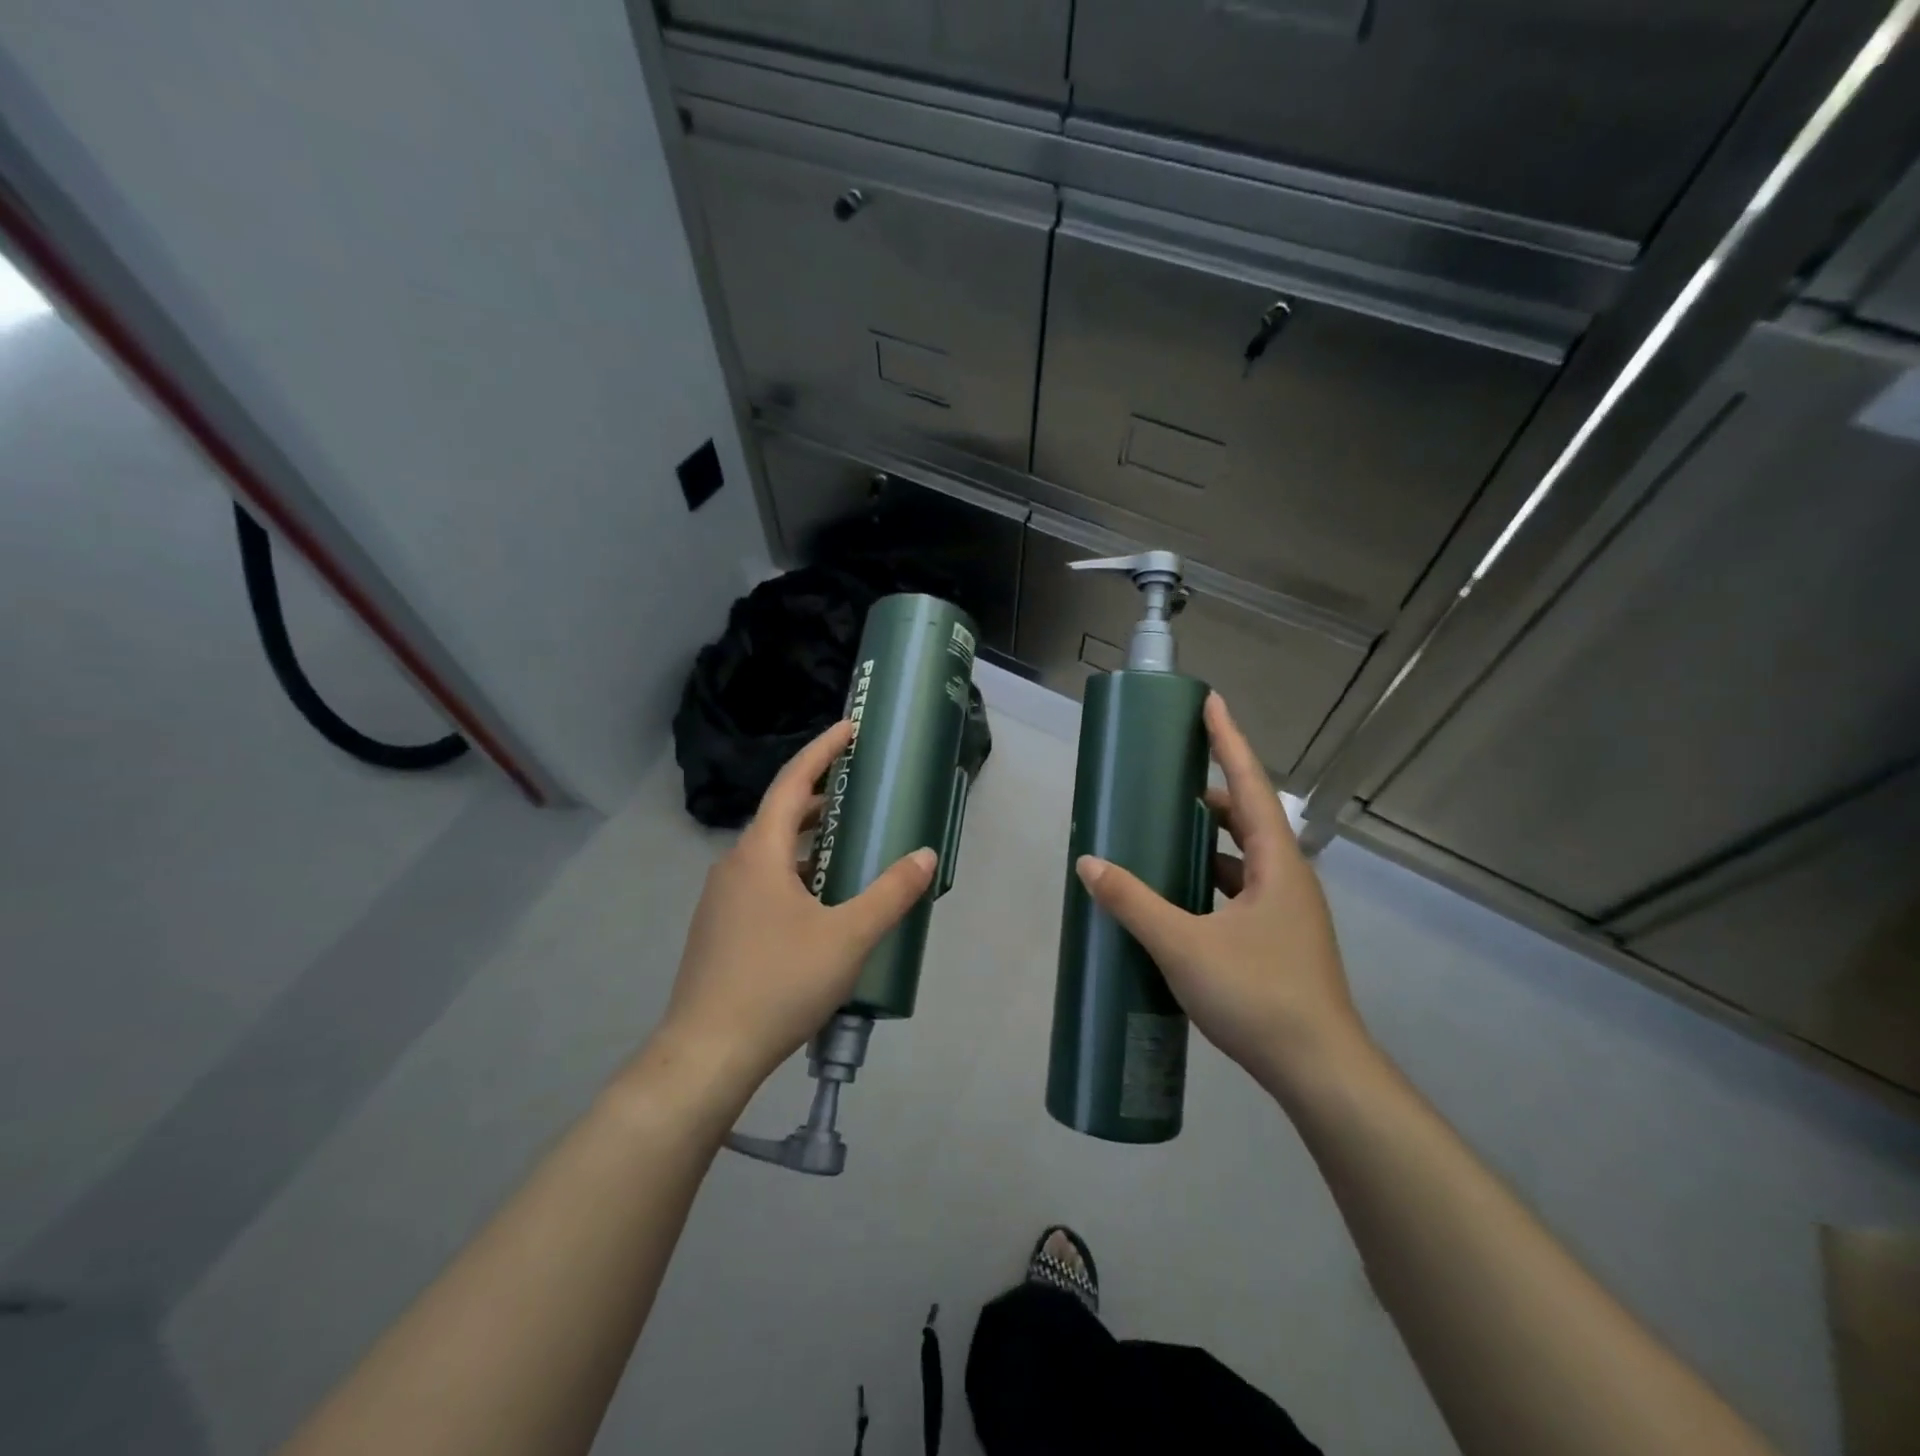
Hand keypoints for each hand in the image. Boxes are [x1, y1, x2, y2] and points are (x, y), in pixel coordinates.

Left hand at [651, 719, 936, 1102]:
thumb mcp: (848, 937)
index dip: (822, 751)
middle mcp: (734, 866)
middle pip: (779, 815)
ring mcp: (721, 899)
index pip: (792, 782)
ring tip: (848, 846)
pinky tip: (819, 904)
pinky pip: (762, 883)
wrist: (707, 1053)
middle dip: (820, 798)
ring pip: (770, 853)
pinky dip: (794, 874)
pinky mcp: (720, 930)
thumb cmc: (779, 982)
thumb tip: (924, 856)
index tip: (849, 728)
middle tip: (860, 792)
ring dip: (808, 841)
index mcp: (759, 853)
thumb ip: (890, 893)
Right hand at [1076, 693, 1367, 1092]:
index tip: (1210, 702)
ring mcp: (1287, 912)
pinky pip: (1241, 891)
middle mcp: (1288, 879)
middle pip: (1249, 818)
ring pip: (1245, 858)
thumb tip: (1088, 863)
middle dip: (1210, 793)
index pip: (1251, 784)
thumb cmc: (1258, 996)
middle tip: (1167, 781)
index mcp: (1277, 864)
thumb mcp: (1184, 945)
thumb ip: (1133, 902)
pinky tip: (1180, 897)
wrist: (1320, 1073)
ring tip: (1165, 834)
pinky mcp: (1279, 941)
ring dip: (1209, 841)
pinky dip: (1211, 880)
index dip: (1229, 741)